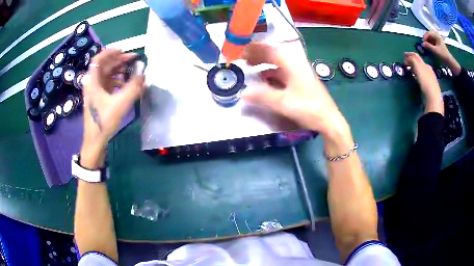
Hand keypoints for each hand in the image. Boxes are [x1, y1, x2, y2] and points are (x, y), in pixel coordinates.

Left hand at [80, 49, 144, 167]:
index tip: (123, 50)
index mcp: (92, 82)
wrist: (95, 141)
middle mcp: (92, 83)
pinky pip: (108, 83)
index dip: (110, 52)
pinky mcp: (99, 98)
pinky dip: (117, 80)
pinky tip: (126, 84)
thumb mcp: (120, 104)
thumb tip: (144, 74)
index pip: (98, 59)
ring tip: (132, 70)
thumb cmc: (104, 122)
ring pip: (107, 74)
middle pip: (104, 66)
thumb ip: (133, 87)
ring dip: (119, 70)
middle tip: (133, 59)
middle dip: (119, 60)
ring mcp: (95, 91)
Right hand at [242, 42, 352, 155]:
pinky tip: (267, 79)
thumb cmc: (307, 108)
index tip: (243, 49)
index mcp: (292, 64)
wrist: (328, 120)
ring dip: (265, 64)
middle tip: (245, 58)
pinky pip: (284, 72)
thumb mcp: (283, 102)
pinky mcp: (303, 82)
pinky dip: (273, 73)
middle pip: (275, 55)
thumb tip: (243, 93)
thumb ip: (262, 96)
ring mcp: (301, 73)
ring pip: (280, 64)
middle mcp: (297, 64)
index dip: (256, 49)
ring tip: (252, 67)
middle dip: (259, 55)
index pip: (271, 50)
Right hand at [404, 52, 442, 114]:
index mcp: (426, 64)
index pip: (416, 56)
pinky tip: (417, 80)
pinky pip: (423, 79)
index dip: (409, 55)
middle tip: (406, 63)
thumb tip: (407, 57)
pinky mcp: (430, 88)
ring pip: (421, 71)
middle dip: (413, 61)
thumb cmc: (426, 81)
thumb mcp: (418, 67)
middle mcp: (429, 70)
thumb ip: (412, 60)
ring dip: (415, 69)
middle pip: (419, 63)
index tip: (403, 56)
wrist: (433, 98)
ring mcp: (430, 79)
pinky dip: (418, 77)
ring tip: (411, 72)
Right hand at [422, 31, 460, 74]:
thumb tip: (422, 44)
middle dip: (426, 38)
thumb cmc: (443, 55)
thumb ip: (428, 46)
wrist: (449, 61)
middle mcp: (437, 35)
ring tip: (427, 45)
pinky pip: (433, 40)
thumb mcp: (435, 51)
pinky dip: (430, 42)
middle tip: (425, 43)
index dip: (425, 37)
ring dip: (428, 40)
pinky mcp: (438, 42)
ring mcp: (438, 39)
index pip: (428, 33)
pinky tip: (430, 46)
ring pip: (431, 37)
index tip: (423, 43)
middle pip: (429, 34)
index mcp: (436, 35)